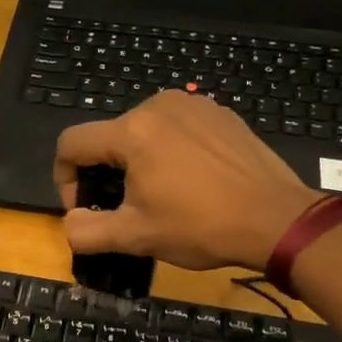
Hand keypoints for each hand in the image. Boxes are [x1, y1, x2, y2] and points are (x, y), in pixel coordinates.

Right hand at [54, 91, 325, 271]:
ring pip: (142, 131)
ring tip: (162, 195)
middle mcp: (158, 105)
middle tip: (127, 208)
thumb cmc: (200, 226)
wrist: (276, 219)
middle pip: (108, 137)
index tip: (84, 208)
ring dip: (138, 162)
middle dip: (105, 173)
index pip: (71, 143)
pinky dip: (171, 151)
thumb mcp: (135, 237)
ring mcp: (193, 104)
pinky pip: (177, 128)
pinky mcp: (220, 113)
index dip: (64, 179)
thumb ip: (86, 232)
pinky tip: (192, 181)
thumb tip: (70, 223)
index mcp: (132, 131)